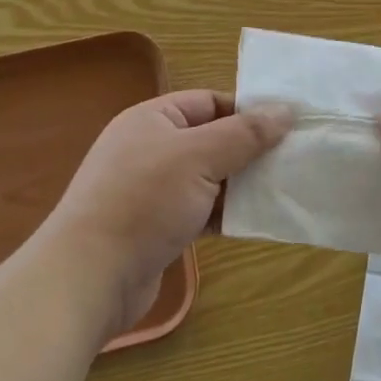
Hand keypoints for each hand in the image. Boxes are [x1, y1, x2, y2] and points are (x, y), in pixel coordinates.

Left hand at [53, 91, 292, 333]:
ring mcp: (151, 189)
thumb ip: (245, 133)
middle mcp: (150, 148)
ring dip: (240, 184)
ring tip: (281, 190)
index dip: (248, 111)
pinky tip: (253, 221)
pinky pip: (199, 209)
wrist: (89, 278)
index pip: (210, 102)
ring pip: (208, 177)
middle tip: (292, 160)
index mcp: (153, 119)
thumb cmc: (144, 201)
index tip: (288, 127)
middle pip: (212, 139)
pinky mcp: (155, 226)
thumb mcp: (200, 157)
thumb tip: (286, 110)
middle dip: (249, 150)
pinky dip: (224, 213)